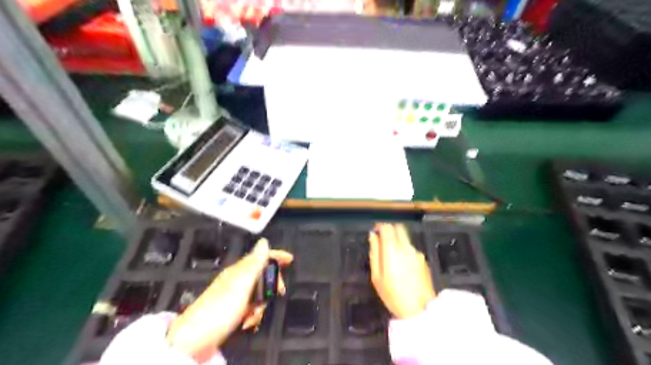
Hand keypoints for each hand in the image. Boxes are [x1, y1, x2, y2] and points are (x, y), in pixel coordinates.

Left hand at [166, 239, 293, 356]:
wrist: (193, 340)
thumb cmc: (220, 310)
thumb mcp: (241, 285)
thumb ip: (254, 263)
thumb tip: (264, 241)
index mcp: (238, 271)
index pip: (260, 256)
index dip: (276, 256)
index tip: (291, 259)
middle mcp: (236, 279)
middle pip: (262, 274)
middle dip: (271, 284)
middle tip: (279, 293)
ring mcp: (233, 295)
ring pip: (257, 293)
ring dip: (261, 304)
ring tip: (255, 315)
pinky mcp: (230, 310)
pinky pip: (249, 306)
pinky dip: (252, 313)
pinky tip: (248, 322)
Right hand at [368, 223, 433, 318]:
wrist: (419, 309)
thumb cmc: (393, 294)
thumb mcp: (377, 276)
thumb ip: (375, 252)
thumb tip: (373, 236)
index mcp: (393, 249)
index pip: (387, 227)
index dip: (380, 226)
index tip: (375, 231)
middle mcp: (406, 247)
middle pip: (398, 228)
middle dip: (390, 230)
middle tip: (382, 240)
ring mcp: (417, 253)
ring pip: (405, 238)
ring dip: (397, 241)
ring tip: (391, 258)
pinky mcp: (423, 260)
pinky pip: (411, 249)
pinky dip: (405, 251)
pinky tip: (402, 266)